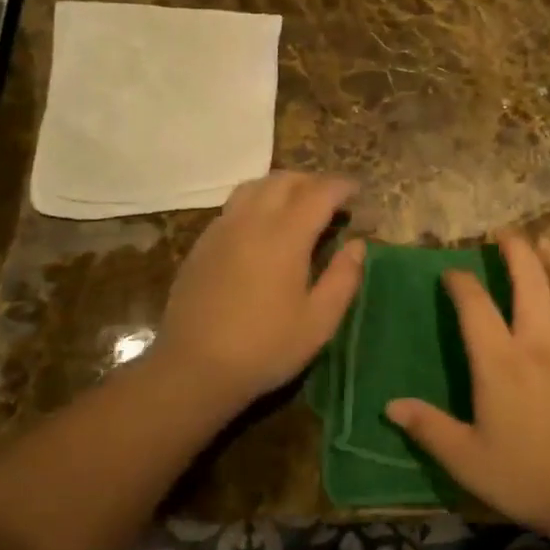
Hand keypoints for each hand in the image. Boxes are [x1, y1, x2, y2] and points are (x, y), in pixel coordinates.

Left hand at [157, 172, 363, 411]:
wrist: (192, 369)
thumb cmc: (264, 348)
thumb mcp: (319, 322)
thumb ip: (343, 278)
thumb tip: (358, 245)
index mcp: (285, 235)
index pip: (319, 192)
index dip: (342, 186)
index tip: (357, 191)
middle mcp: (252, 220)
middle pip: (285, 180)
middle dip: (313, 181)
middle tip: (332, 199)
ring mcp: (223, 228)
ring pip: (256, 186)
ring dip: (283, 186)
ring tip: (298, 205)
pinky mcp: (203, 243)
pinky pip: (235, 205)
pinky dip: (258, 201)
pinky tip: (263, 228)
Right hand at [386, 234, 549, 537]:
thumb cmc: (528, 475)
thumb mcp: (467, 459)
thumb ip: (429, 428)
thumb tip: (389, 406)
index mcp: (499, 359)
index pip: (474, 304)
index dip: (460, 281)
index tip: (452, 272)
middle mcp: (539, 338)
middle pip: (528, 278)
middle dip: (515, 249)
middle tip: (505, 233)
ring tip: (548, 243)